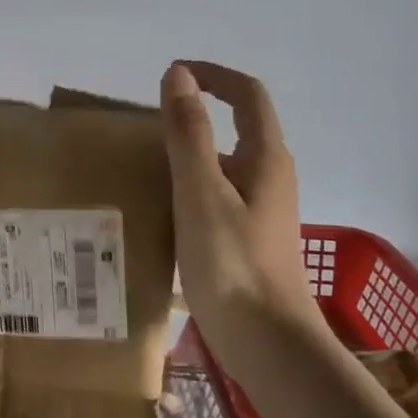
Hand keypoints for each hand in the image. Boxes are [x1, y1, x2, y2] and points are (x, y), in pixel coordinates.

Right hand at [161, 61, 317, 350]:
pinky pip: (221, 194)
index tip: (173, 74)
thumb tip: (179, 74)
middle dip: (198, 113)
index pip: (247, 95)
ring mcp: (264, 210)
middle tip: (148, 124)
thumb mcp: (200, 193)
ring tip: (146, 164)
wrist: (268, 344)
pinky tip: (165, 209)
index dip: (214, 75)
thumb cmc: (233, 264)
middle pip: (239, 127)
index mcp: (266, 158)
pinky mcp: (251, 238)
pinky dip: (193, 185)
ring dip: (193, 152)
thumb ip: (189, 133)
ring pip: (228, 164)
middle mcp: (271, 177)